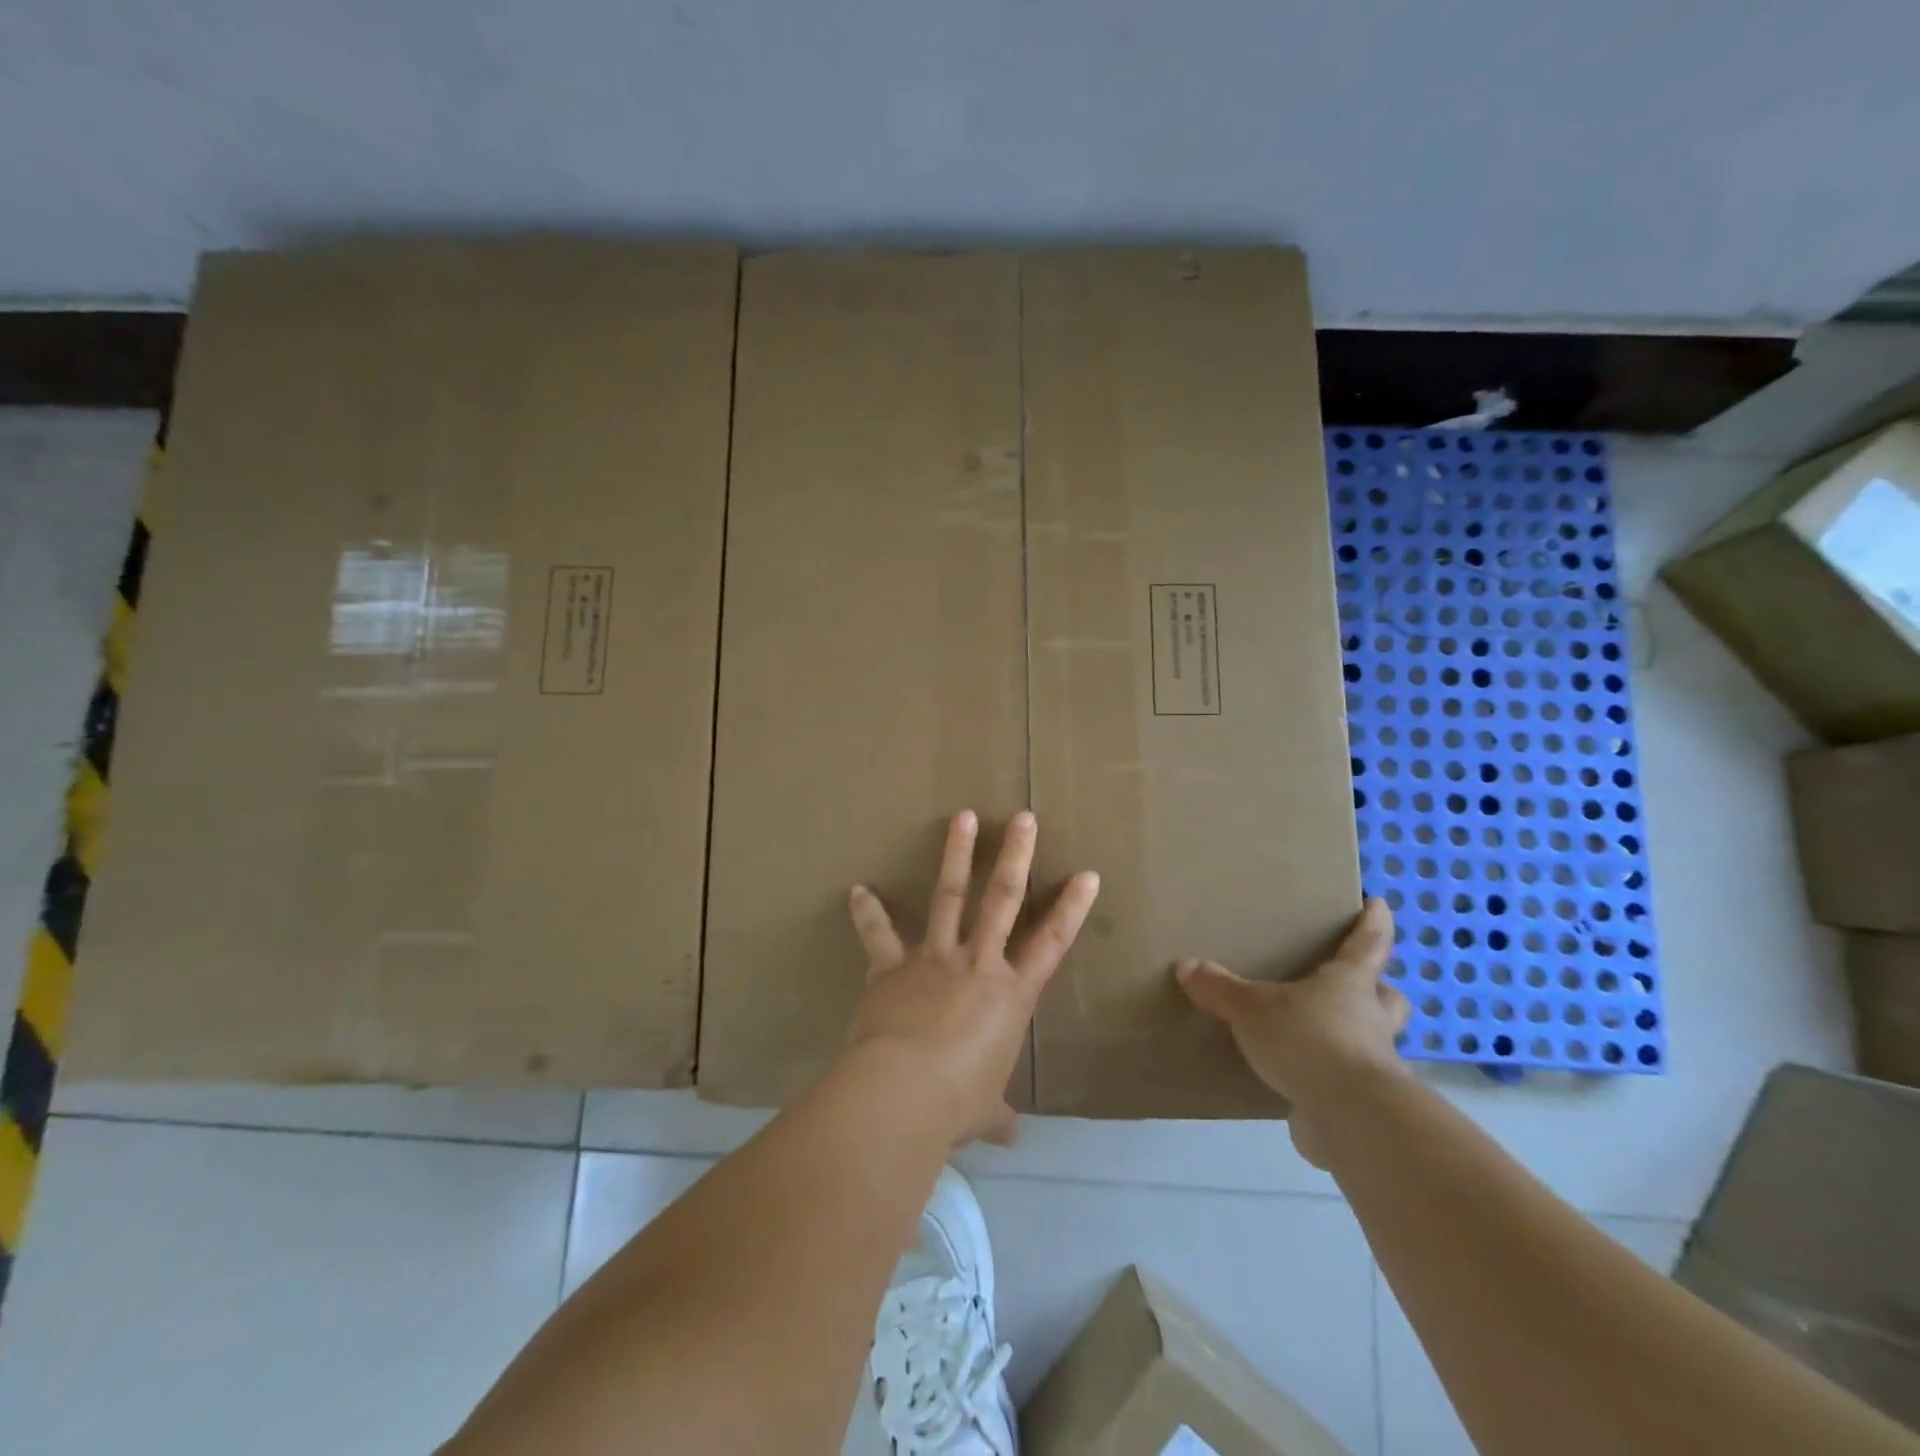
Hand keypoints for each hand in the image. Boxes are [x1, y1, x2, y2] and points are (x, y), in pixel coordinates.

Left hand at [846, 810, 1100, 1148]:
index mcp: (1011, 995)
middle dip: (1016, 856)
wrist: (902, 1093)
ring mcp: (935, 958)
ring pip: (951, 896)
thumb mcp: (983, 1110)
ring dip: (956, 854)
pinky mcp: (893, 966)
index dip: (1072, 909)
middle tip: (1023, 817)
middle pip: (1003, 900)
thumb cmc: (956, 1104)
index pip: (1051, 943)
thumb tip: (1010, 1136)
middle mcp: (978, 965)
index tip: (1088, 874)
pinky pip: (878, 935)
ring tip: (963, 817)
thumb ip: (997, 1114)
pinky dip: (867, 913)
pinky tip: (857, 889)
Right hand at [1175, 899, 1409, 1167]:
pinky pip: (1347, 1083)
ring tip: (1316, 1034)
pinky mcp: (1361, 1103)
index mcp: (1349, 985)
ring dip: (1354, 1037)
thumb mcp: (1253, 1009)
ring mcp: (1371, 1064)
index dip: (1373, 924)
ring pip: (1372, 1042)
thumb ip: (1221, 989)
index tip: (1378, 904)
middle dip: (1377, 989)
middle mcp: (1369, 1020)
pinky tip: (1301, 1082)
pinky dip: (1329, 1080)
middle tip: (1357, 985)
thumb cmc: (1310, 1041)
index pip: (1367, 945)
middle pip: (1385, 997)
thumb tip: (1185, 965)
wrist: (1351, 1117)